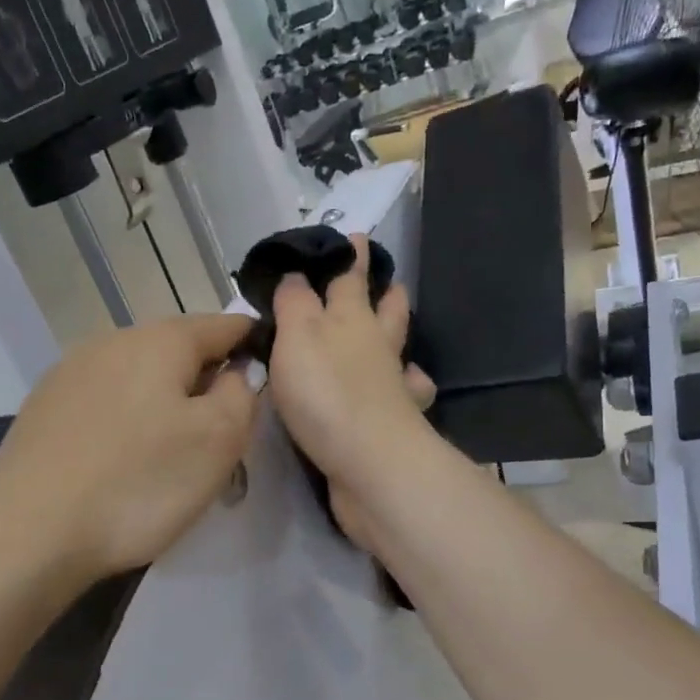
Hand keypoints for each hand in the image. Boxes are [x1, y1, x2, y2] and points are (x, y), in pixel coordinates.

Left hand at [0, 314, 259, 581]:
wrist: (27, 533)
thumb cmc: (137, 483)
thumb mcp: (217, 441)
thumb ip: (241, 394)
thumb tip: (238, 371)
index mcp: (160, 339)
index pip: (225, 324)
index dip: (253, 345)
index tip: (268, 377)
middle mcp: (112, 340)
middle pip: (178, 349)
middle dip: (205, 380)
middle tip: (221, 432)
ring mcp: (70, 371)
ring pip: (138, 375)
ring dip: (163, 401)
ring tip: (170, 452)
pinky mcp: (43, 406)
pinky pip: (104, 401)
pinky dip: (125, 420)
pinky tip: (121, 460)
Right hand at [268, 238, 434, 543]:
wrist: (369, 462)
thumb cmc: (326, 391)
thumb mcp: (297, 335)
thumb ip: (294, 302)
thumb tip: (296, 274)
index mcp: (350, 318)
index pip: (349, 277)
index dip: (350, 256)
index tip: (355, 237)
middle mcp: (376, 345)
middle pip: (385, 309)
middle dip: (383, 290)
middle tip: (386, 278)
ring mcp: (391, 384)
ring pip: (397, 348)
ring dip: (396, 332)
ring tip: (393, 326)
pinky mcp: (393, 420)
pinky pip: (404, 393)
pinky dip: (405, 384)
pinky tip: (402, 386)